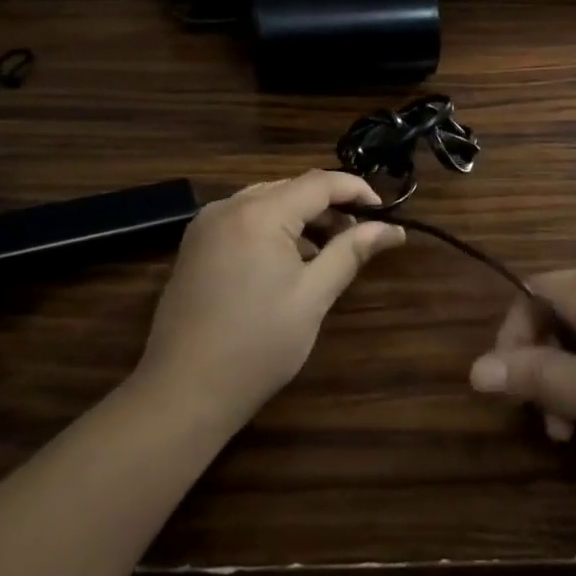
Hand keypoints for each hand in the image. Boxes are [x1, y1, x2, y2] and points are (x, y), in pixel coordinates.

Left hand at [135, 170, 404, 425]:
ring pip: (267, 202)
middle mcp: (228, 206)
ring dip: (302, 218)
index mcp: (258, 213)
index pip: (318, 183)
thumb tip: (392, 229)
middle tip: (362, 234)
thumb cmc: (257, 345)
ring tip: (331, 249)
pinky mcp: (196, 245)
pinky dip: (273, 229)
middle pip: (291, 188)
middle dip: (330, 206)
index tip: (385, 211)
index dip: (356, 190)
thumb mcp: (312, 296)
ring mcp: (206, 224)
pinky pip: (244, 219)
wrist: (183, 392)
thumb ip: (351, 252)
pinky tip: (291, 260)